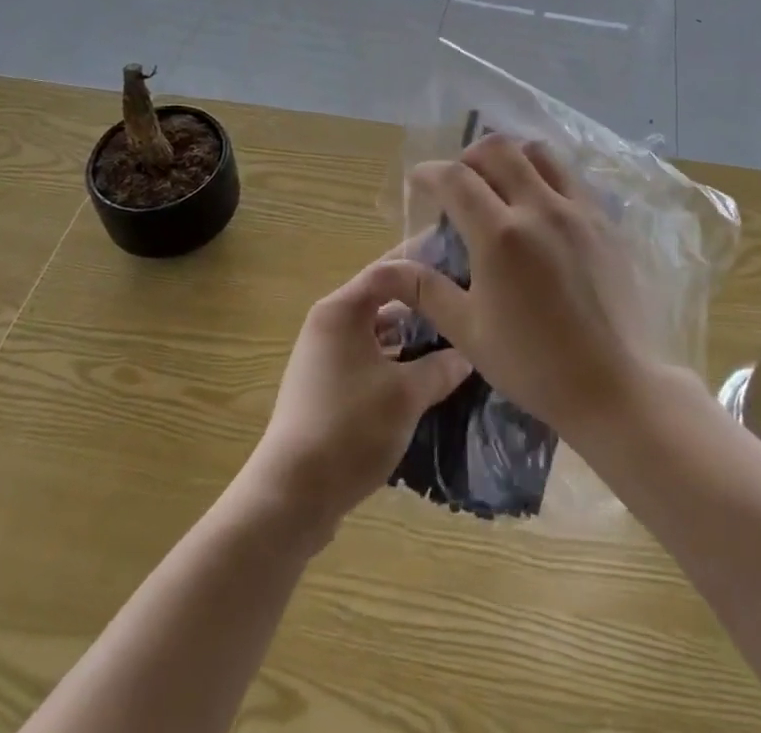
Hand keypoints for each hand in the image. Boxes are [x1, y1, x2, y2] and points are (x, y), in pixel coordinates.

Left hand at [246, 257, 471, 534]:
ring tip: (453, 338)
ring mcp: (323, 357)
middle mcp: (328, 324)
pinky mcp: (325, 388)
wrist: (292, 496)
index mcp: (341, 310)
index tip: (459, 265)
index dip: (424, 264)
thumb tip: (468, 353)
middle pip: (382, 298)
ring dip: (410, 334)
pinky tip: (426, 375)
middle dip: (421, 301)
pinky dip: (395, 360)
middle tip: (462, 302)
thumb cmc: (350, 428)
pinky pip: (368, 358)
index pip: (388, 270)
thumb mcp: (407, 395)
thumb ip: (441, 367)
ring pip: (376, 332)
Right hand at [405, 135, 656, 443]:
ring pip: (539, 153)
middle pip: (498, 149)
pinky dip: (546, 177)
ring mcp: (578, 210)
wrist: (614, 386)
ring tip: (501, 184)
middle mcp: (540, 208)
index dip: (430, 172)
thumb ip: (426, 290)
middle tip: (460, 181)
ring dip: (511, 158)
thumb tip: (389, 266)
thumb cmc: (533, 365)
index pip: (455, 178)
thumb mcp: (468, 331)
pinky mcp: (605, 221)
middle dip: (469, 156)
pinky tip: (540, 209)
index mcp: (500, 235)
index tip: (419, 181)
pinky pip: (570, 177)